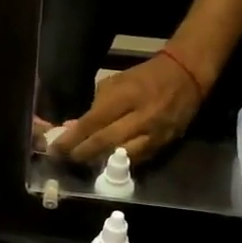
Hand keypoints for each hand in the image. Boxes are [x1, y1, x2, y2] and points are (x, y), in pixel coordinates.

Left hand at [56, 52, 202, 165]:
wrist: (185, 76)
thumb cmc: (144, 77)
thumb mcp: (116, 82)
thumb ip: (95, 106)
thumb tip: (73, 128)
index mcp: (125, 96)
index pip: (93, 122)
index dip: (72, 139)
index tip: (55, 149)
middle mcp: (140, 117)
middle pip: (105, 142)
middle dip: (81, 153)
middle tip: (65, 160)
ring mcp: (154, 134)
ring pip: (121, 156)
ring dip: (99, 163)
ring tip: (83, 164)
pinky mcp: (163, 145)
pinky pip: (137, 160)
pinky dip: (119, 165)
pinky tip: (105, 166)